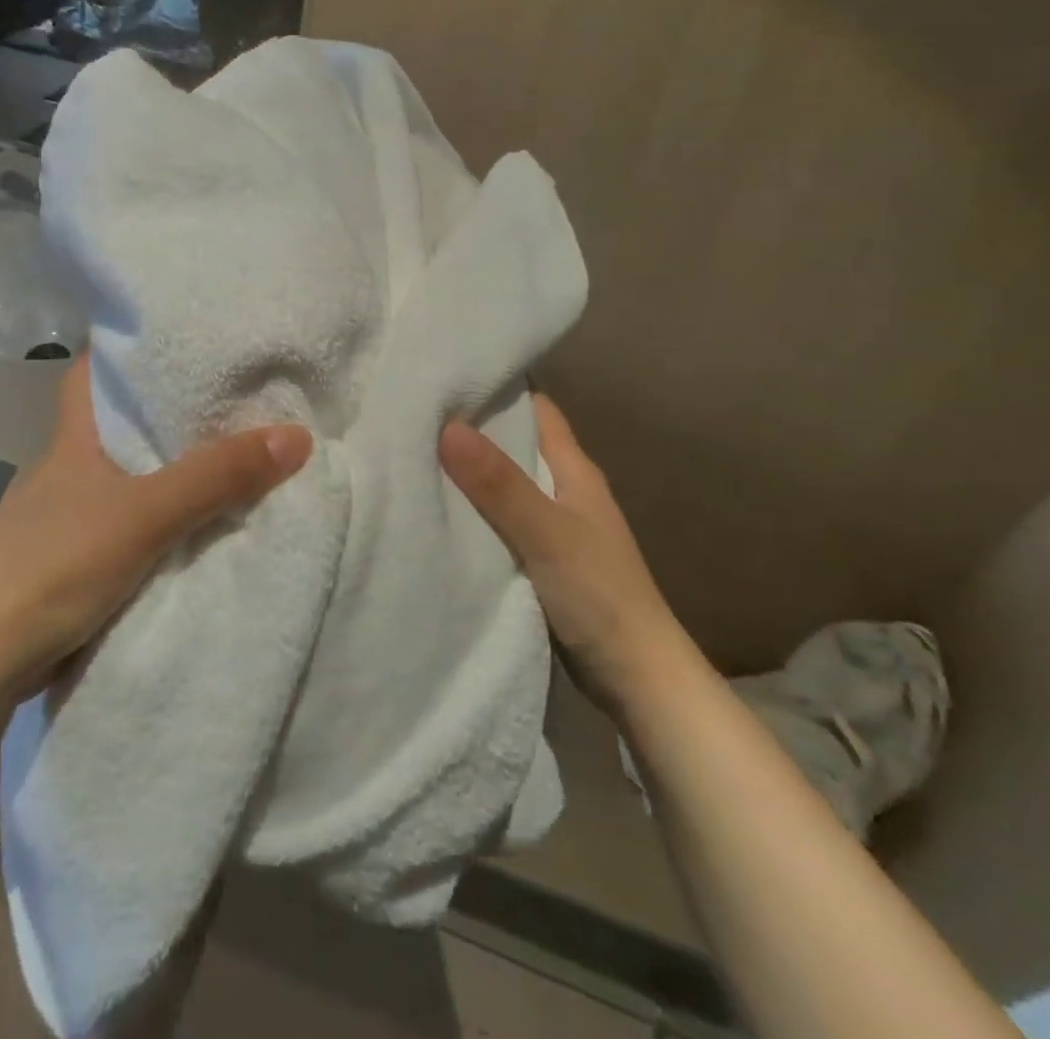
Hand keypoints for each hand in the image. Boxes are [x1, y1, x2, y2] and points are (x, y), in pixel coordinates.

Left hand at [0, 358, 311, 694]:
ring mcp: (61, 515)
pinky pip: (120, 521)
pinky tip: (186, 525)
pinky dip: (151, 516)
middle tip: (224, 398)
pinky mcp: (65, 558)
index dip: (124, 351)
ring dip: (161, 469)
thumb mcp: (148, 514)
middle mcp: (64, 467)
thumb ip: (218, 476)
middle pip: (114, 422)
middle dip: (162, 412)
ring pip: (119, 475)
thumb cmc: (57, 564)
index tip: (174, 340)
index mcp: (72, 438)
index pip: (90, 372)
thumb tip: (297, 435)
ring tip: (220, 455)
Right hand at [441, 396, 698, 712]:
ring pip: (503, 484)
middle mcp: (564, 489)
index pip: (536, 409)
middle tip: (415, 411)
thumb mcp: (546, 533)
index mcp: (574, 470)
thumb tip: (448, 426)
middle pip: (514, 444)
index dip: (500, 387)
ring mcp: (553, 526)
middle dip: (472, 427)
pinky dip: (473, 511)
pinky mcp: (540, 559)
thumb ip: (499, 484)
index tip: (450, 370)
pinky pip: (499, 520)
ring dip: (469, 472)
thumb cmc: (599, 595)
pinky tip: (437, 510)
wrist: (637, 678)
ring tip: (413, 452)